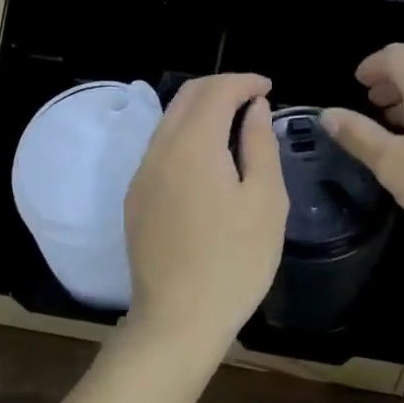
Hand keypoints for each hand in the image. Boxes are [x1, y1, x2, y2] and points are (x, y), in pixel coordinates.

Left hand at [124, 73, 288, 355]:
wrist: (177, 321)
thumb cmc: (234, 262)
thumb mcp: (265, 202)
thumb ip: (260, 145)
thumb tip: (254, 108)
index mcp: (193, 145)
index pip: (216, 91)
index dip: (244, 81)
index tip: (268, 88)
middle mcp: (159, 149)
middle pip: (186, 97)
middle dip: (221, 87)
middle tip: (253, 97)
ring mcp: (141, 174)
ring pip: (170, 120)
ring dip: (201, 110)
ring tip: (235, 123)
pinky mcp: (135, 197)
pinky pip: (161, 148)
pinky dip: (187, 135)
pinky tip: (209, 157)